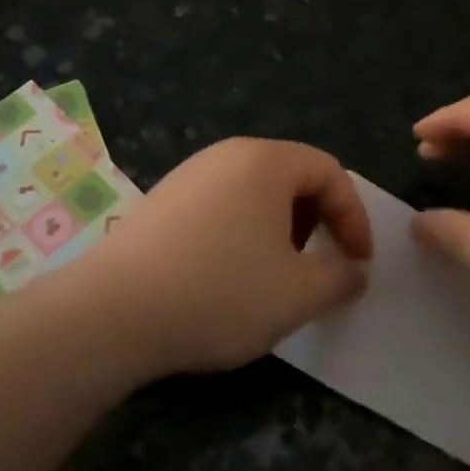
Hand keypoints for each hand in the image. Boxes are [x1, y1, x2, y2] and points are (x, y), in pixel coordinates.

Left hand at [87, 138, 372, 376]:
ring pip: (253, 195)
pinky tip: (228, 279)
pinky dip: (241, 235)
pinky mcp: (160, 204)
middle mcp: (224, 156)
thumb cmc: (220, 293)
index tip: (358, 262)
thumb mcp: (297, 294)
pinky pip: (219, 208)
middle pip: (290, 177)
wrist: (111, 314)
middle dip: (317, 222)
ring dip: (279, 231)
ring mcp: (187, 177)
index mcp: (264, 161)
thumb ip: (341, 278)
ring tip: (275, 277)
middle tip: (318, 266)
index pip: (328, 170)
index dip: (353, 216)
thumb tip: (354, 271)